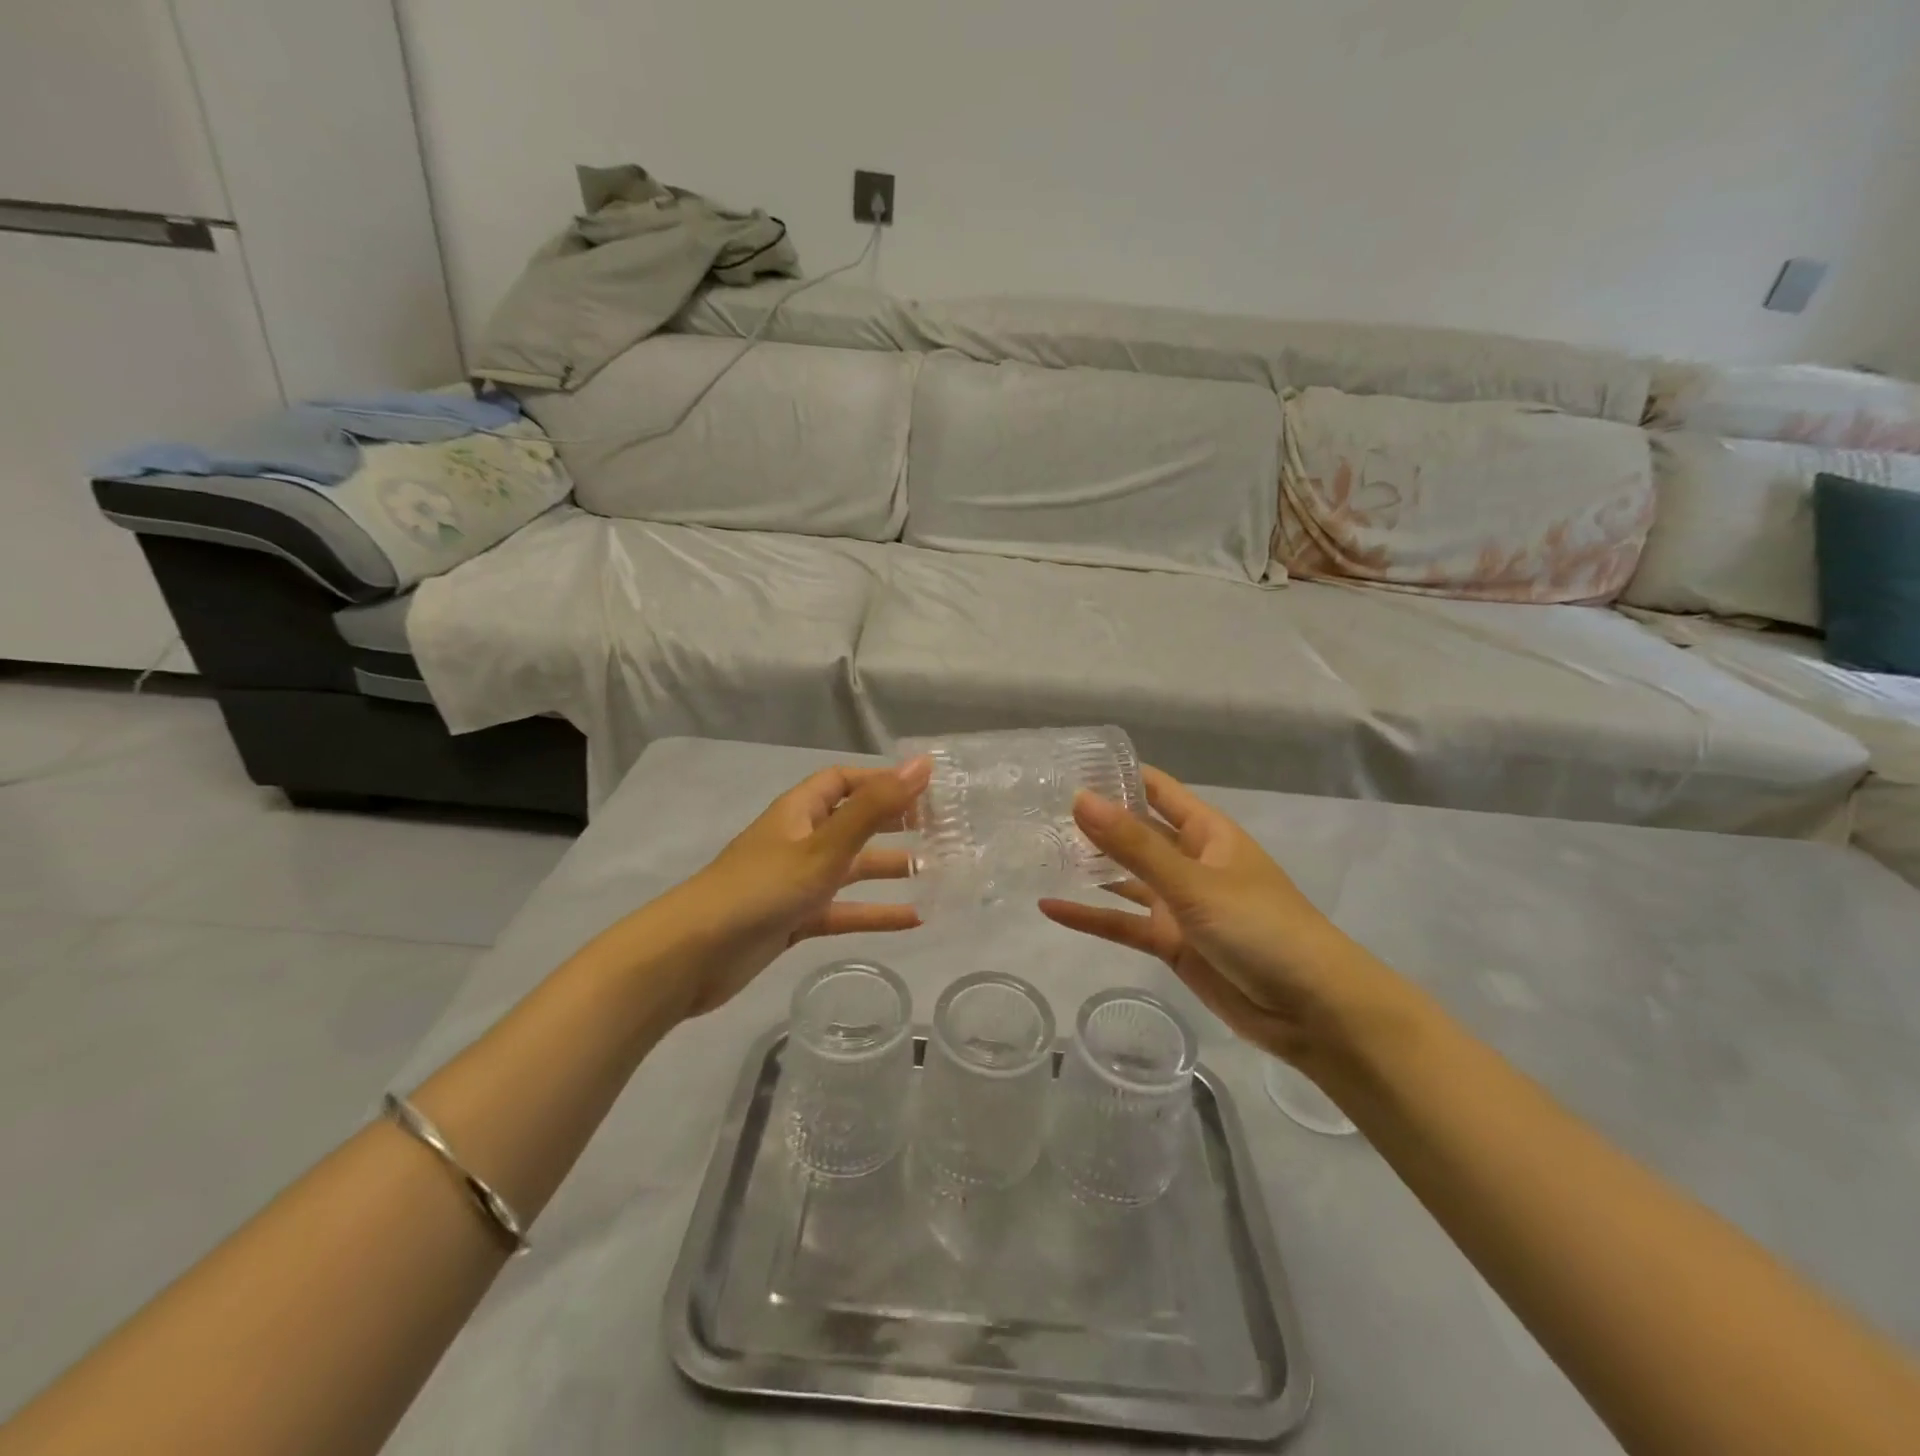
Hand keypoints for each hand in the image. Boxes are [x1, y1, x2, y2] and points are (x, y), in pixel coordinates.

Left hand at [659, 759, 930, 1018]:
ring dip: (889, 868)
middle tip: (940, 829)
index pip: (843, 781)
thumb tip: (922, 765)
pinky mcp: (794, 920)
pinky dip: (873, 913)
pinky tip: (913, 920)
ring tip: (937, 871)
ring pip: (851, 868)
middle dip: (892, 823)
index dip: (881, 780)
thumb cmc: (762, 889)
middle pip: (852, 822)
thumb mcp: (824, 846)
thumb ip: (875, 808)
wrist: (692, 956)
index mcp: (799, 812)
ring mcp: (795, 882)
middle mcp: (798, 840)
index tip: (925, 790)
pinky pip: (842, 910)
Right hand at [1039, 766, 1382, 1063]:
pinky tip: (1050, 908)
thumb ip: (1134, 845)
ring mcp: (1180, 904)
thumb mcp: (1193, 883)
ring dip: (1088, 868)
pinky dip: (1091, 917)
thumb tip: (1079, 799)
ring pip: (1125, 879)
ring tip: (1037, 852)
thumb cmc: (1261, 928)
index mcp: (1207, 833)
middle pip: (1134, 833)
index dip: (1117, 775)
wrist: (1312, 1011)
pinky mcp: (1171, 943)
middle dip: (1094, 822)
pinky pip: (1123, 923)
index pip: (1156, 790)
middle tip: (1036, 810)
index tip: (1066, 766)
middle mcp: (1190, 862)